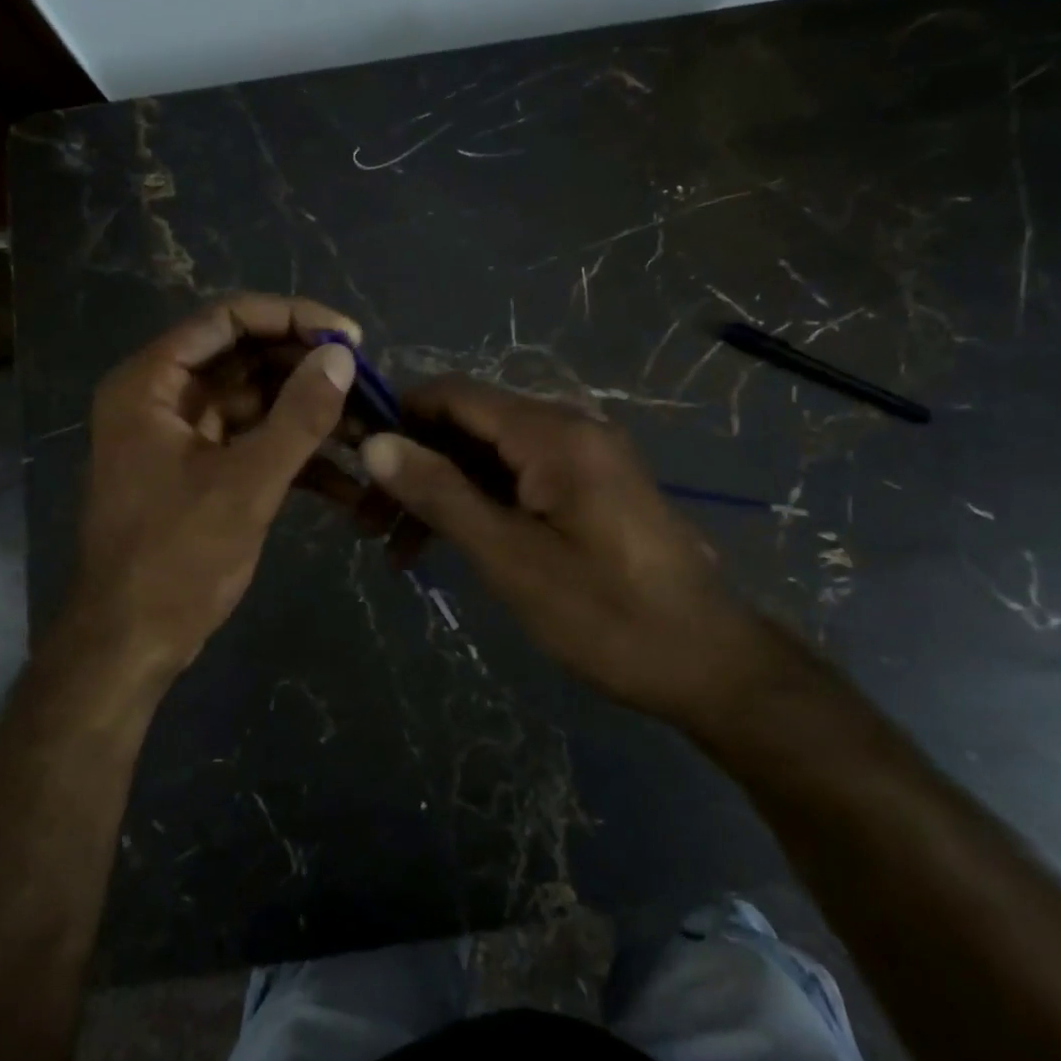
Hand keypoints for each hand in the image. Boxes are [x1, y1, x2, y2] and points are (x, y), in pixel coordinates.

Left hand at [68, 294, 357, 683]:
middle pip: (245, 357)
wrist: (131, 644)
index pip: (227, 319)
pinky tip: (346, 481)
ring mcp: (183, 435)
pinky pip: (254, 442)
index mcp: (152, 383)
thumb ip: (299, 416)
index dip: (292, 318)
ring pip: (256, 401)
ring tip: (367, 428)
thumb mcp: (246, 484)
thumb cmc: (176, 559)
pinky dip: (295, 454)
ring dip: (309, 413)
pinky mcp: (202, 470)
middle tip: (366, 384)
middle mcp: (163, 397)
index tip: (349, 337)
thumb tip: (342, 355)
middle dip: (307, 370)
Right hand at [359, 377, 777, 728]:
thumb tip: (375, 443)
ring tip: (397, 550)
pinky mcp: (589, 489)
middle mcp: (568, 429)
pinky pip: (518, 480)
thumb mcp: (510, 557)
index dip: (397, 417)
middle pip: (469, 425)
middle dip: (414, 464)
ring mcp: (582, 459)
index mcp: (552, 433)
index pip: (454, 395)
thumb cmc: (606, 615)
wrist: (708, 664)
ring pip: (490, 457)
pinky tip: (448, 546)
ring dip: (441, 492)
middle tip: (365, 521)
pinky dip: (479, 506)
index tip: (351, 458)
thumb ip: (441, 493)